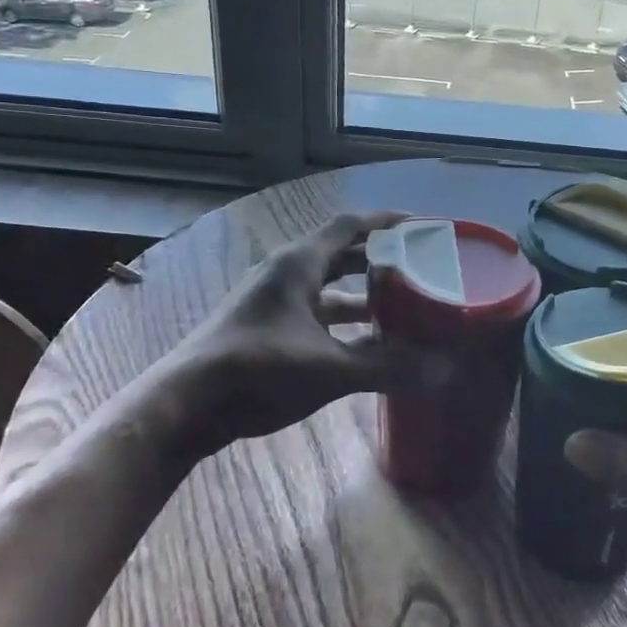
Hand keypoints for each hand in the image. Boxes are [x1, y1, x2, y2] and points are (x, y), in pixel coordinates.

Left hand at [152, 211, 428, 461]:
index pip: (350, 225)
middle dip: (380, 258)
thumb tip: (441, 371)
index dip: (387, 222)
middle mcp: (286, 272)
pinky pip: (313, 309)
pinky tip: (363, 341)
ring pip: (327, 285)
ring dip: (361, 292)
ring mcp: (272, 299)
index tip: (422, 226)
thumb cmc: (258, 371)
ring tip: (401, 304)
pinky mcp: (265, 325)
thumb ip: (385, 367)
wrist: (186, 404)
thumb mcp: (329, 369)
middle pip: (341, 252)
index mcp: (299, 264)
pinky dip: (341, 318)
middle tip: (419, 267)